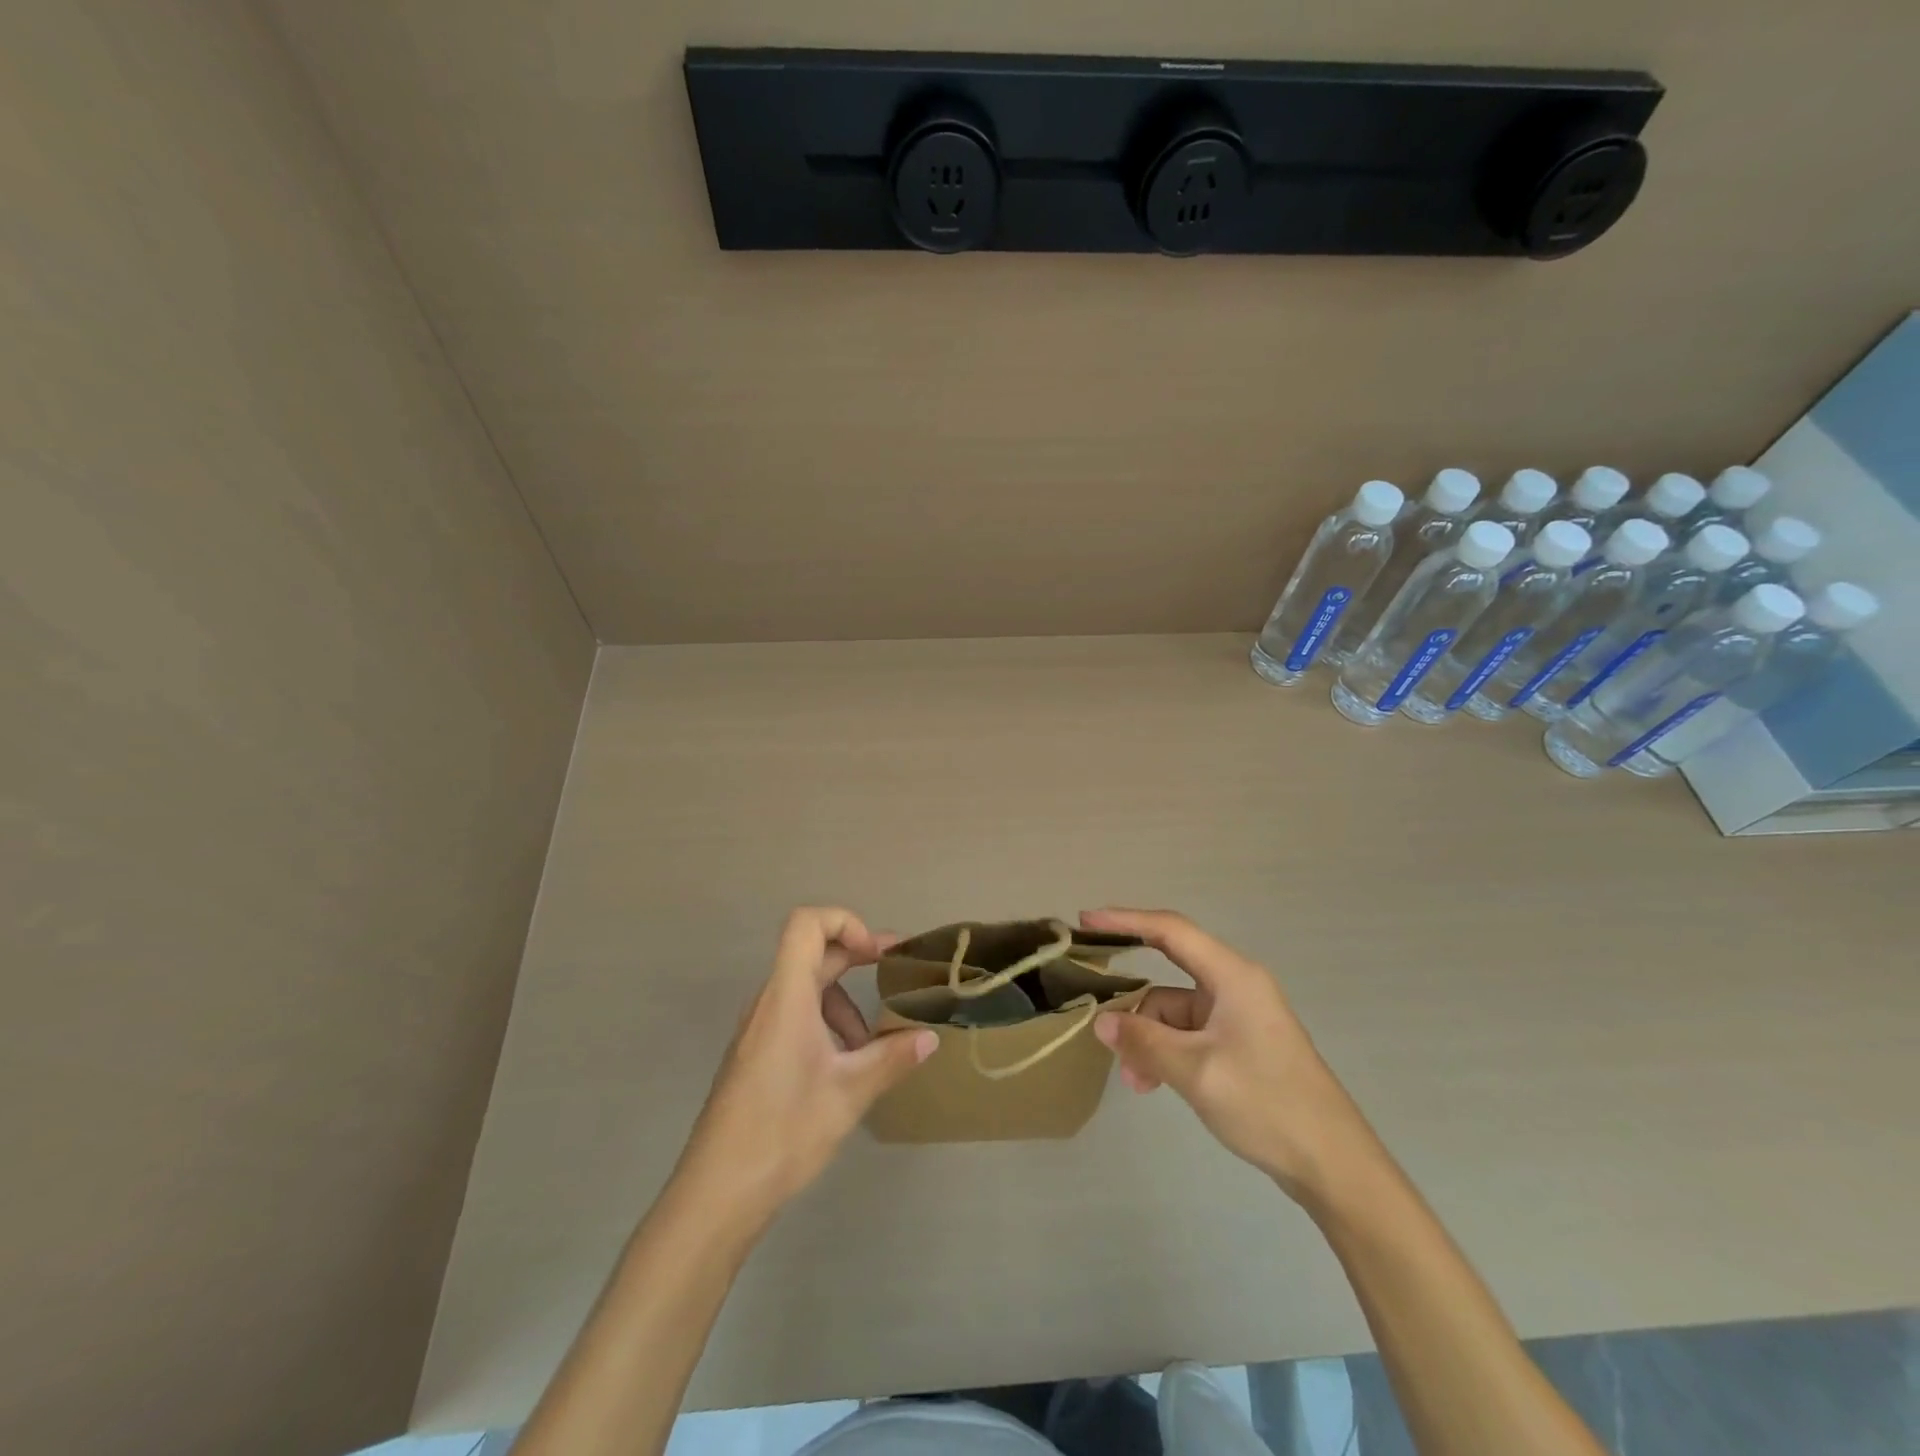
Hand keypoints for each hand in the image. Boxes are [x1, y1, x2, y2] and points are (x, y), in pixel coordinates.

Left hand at [675, 907, 936, 1227]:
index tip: (878, 954)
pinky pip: (794, 1016)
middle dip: (857, 958)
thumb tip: (930, 1037)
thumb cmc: (784, 1130)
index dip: (846, 922)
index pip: (807, 923)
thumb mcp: (850, 1093)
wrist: (717, 1192)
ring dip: (844, 1003)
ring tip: (872, 1044)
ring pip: (806, 990)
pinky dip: (825, 1025)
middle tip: (897, 974)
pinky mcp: (754, 1054)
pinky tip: (844, 1067)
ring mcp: (758, 1029)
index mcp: (787, 996)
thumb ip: (893, 1058)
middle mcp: (769, 1002)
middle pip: (812, 954)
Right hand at [1086, 908, 1376, 1204]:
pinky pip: (1188, 1035)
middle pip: (1168, 977)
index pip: (1170, 930)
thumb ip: (1143, 1041)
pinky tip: (1153, 1084)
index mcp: (1233, 976)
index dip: (1126, 920)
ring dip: (1149, 1040)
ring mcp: (1238, 1017)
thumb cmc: (1267, 1104)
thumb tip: (1100, 1021)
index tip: (1086, 921)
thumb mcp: (1195, 1071)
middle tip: (1098, 1021)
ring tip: (1135, 1081)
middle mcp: (1235, 986)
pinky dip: (1167, 1053)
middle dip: (1134, 1005)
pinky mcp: (1240, 1045)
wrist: (1333, 1165)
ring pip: (1174, 1013)